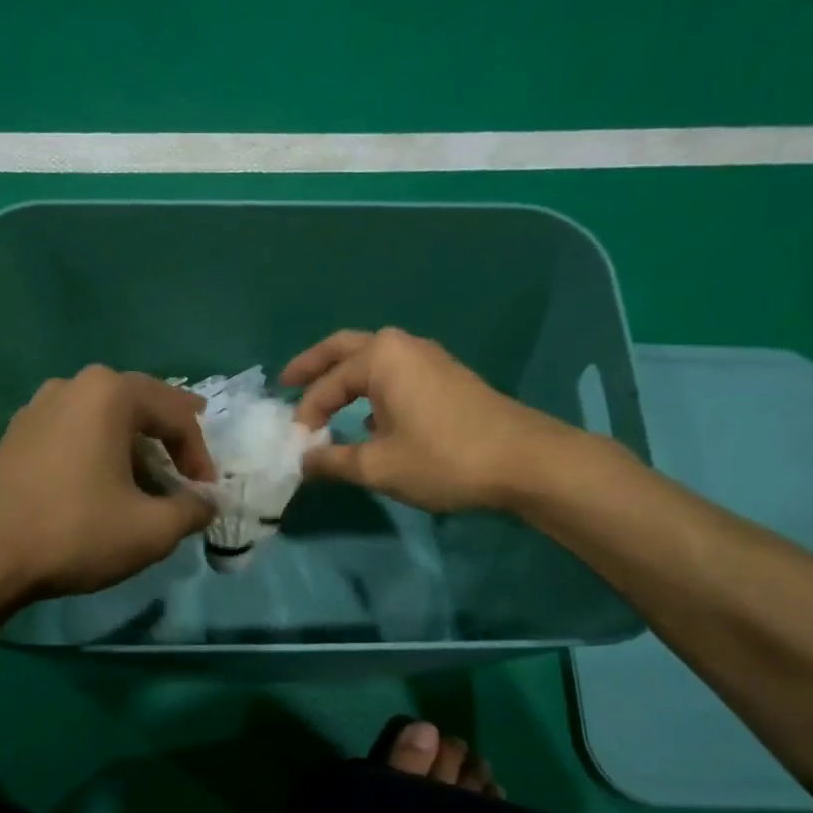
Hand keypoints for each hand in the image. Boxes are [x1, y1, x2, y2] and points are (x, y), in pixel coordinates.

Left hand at [0, 366, 215, 599]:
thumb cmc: (76, 532)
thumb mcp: (151, 530)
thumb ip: (193, 510)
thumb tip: (207, 503)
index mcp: (110, 394)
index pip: (176, 414)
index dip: (200, 453)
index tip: (206, 492)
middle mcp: (73, 386)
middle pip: (139, 403)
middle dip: (170, 433)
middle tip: (190, 456)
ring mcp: (39, 407)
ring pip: (104, 416)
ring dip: (133, 441)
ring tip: (149, 473)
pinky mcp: (18, 434)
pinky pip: (74, 430)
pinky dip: (99, 448)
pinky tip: (103, 479)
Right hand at [281, 328, 581, 512]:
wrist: (525, 462)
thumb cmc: (444, 458)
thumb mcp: (378, 466)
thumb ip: (332, 461)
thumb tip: (302, 461)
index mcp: (380, 357)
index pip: (326, 384)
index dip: (305, 416)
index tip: (296, 447)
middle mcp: (402, 346)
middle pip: (345, 348)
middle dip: (314, 365)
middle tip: (287, 381)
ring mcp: (428, 358)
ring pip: (372, 359)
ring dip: (345, 376)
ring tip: (323, 400)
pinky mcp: (446, 377)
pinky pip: (394, 373)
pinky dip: (371, 387)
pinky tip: (369, 417)